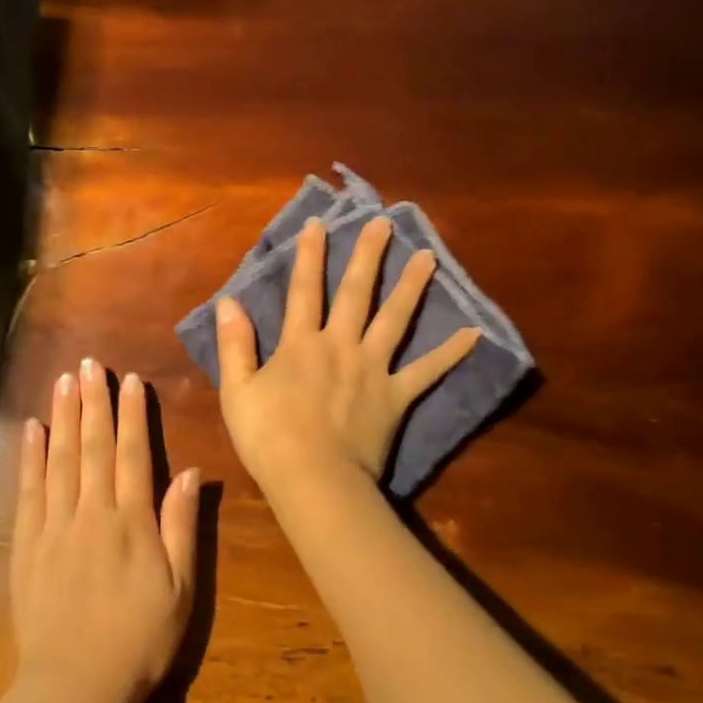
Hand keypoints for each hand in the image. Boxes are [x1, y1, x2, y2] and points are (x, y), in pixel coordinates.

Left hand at [10, 360, 199, 702]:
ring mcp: (54, 528)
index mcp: (131, 523)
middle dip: (92, 402)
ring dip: (62, 417)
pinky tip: (31, 430)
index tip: (130, 381)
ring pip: (58, 460)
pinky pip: (28, 491)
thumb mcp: (180, 590)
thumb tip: (190, 473)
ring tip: (63, 381)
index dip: (132, 415)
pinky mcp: (27, 547)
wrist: (73, 689)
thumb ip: (182, 527)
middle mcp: (90, 514)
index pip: (131, 455)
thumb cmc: (139, 641)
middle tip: (88, 363)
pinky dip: (29, 457)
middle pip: (92, 447)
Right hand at [215, 216, 480, 494]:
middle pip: (356, 293)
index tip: (320, 223)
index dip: (311, 256)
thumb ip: (235, 345)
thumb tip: (228, 301)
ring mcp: (373, 369)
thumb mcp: (237, 391)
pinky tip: (474, 334)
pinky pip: (427, 371)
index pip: (304, 291)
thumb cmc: (268, 438)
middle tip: (385, 223)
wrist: (313, 480)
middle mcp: (340, 345)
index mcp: (301, 344)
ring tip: (428, 257)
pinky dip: (451, 353)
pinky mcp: (396, 396)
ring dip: (411, 286)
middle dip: (368, 256)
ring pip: (395, 319)